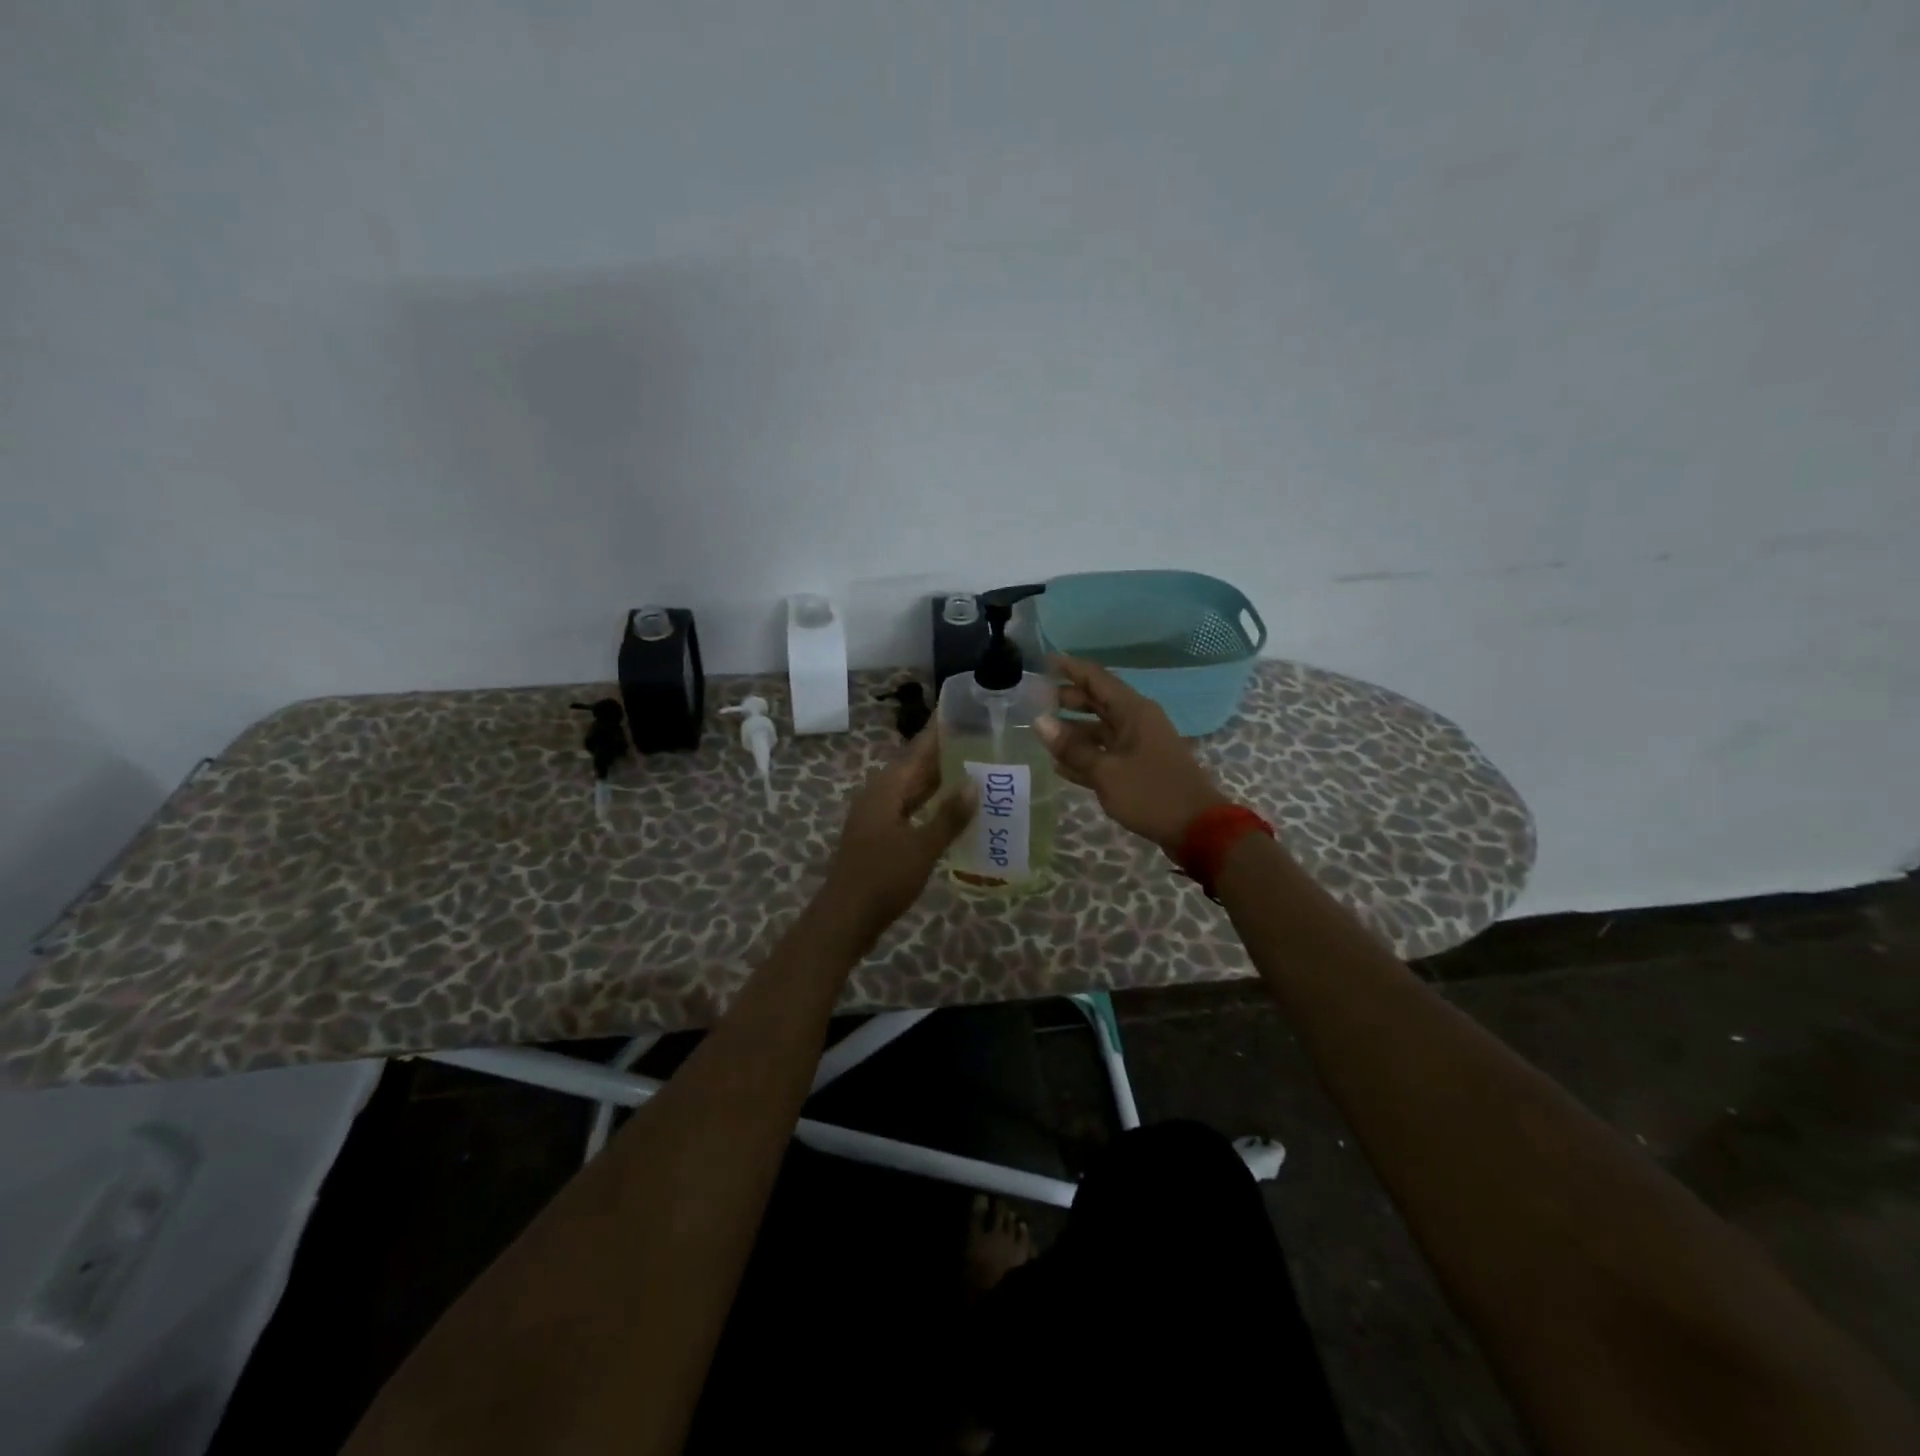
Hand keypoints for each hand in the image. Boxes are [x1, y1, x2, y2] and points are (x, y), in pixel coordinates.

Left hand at [821, 730, 975, 936]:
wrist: (846, 918)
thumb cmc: (883, 878)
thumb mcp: (922, 847)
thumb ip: (949, 815)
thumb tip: (974, 783)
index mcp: (886, 788)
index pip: (918, 750)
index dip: (938, 732)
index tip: (961, 711)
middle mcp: (879, 795)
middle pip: (915, 767)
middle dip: (944, 755)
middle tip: (980, 740)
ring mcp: (877, 816)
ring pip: (912, 790)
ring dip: (938, 781)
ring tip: (973, 770)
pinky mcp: (879, 836)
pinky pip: (909, 809)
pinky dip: (930, 805)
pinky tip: (952, 810)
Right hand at [1036, 654, 1230, 854]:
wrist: (1197, 827)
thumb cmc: (1151, 793)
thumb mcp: (1106, 771)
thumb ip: (1073, 747)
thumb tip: (1040, 722)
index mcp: (1133, 711)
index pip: (1096, 678)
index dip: (1069, 668)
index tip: (1043, 662)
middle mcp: (1136, 721)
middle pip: (1097, 701)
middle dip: (1067, 698)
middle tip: (1035, 699)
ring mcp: (1138, 744)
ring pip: (1100, 728)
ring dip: (1073, 729)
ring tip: (1041, 732)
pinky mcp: (1138, 767)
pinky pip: (1106, 752)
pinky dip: (1085, 755)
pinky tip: (1060, 764)